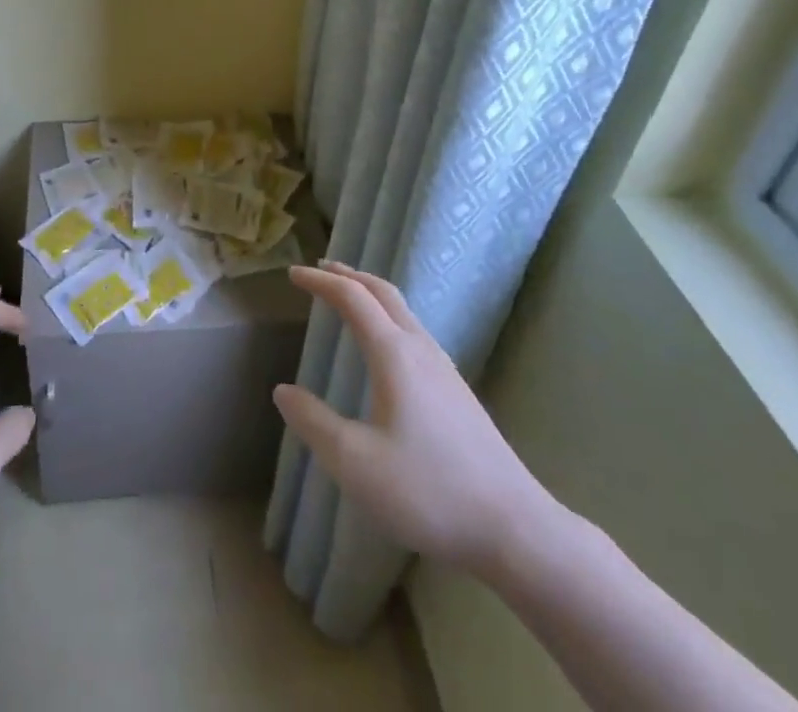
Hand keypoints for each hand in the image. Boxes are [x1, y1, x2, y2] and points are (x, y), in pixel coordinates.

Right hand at [274, 262, 565, 583]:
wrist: (515, 528)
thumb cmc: (428, 491)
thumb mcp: (355, 463)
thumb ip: (313, 422)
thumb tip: (282, 391)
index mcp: (394, 354)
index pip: (352, 297)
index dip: (320, 281)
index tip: (293, 275)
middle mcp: (420, 349)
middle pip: (383, 292)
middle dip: (349, 275)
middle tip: (320, 269)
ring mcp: (444, 369)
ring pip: (403, 310)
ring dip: (371, 293)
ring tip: (348, 297)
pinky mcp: (457, 391)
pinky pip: (414, 331)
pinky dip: (388, 316)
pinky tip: (385, 345)